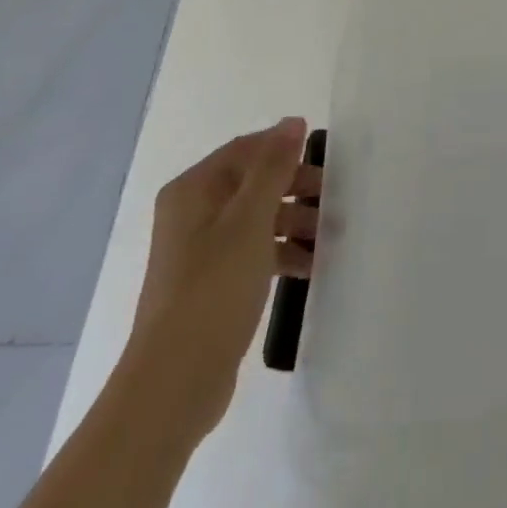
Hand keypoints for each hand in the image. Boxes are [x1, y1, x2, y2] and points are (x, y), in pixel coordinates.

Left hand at [125, 117, 322, 438]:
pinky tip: (309, 267)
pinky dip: (281, 253)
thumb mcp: (250, 220)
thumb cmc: (213, 289)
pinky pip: (252, 253)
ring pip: (256, 219)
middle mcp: (192, 213)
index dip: (284, 148)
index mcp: (193, 189)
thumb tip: (292, 122)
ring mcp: (200, 251)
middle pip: (252, 183)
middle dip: (295, 189)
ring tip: (330, 237)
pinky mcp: (211, 285)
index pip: (245, 150)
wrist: (173, 385)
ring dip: (293, 223)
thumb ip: (273, 168)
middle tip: (334, 200)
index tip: (326, 159)